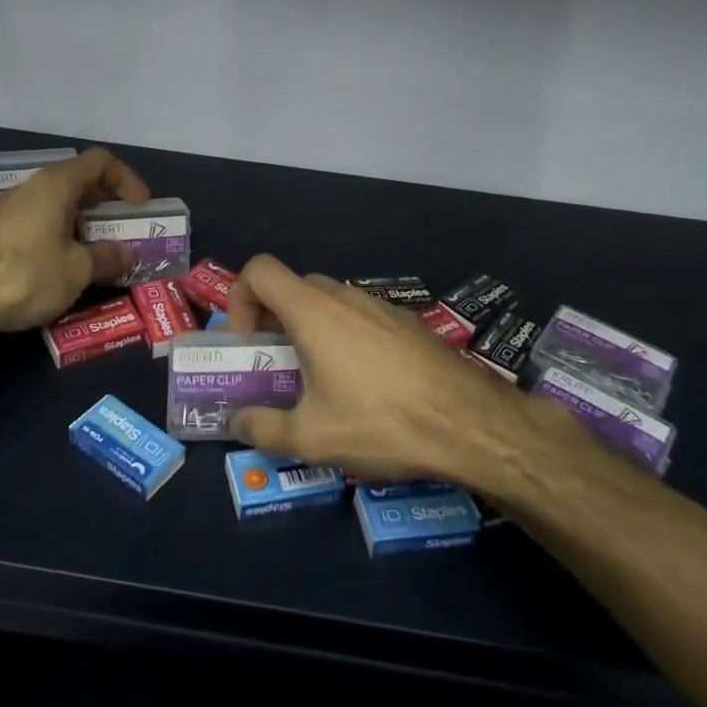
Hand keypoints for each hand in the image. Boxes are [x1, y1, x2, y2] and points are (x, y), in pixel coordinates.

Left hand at [0, 148, 149, 332]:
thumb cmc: (28, 275)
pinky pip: (40, 221)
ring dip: (83, 222)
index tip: (140, 206)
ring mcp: (12, 209)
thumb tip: (127, 254)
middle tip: (122, 228)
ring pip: (58, 203)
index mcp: (57, 184)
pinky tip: (66, 264)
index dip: (126, 179)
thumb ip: (108, 257)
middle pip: (78, 180)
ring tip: (99, 250)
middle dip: (105, 203)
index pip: (100, 162)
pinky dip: (61, 234)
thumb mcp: (79, 270)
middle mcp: (33, 187)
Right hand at [223, 255, 540, 482]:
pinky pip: (360, 316)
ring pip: (328, 301)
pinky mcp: (406, 321)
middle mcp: (344, 296)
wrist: (470, 423)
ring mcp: (379, 305)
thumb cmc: (381, 421)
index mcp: (313, 311)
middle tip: (274, 362)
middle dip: (272, 317)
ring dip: (309, 327)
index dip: (239, 298)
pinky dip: (343, 335)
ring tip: (317, 378)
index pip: (259, 270)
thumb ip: (263, 429)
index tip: (247, 342)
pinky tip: (362, 382)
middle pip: (292, 285)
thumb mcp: (312, 437)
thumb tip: (237, 423)